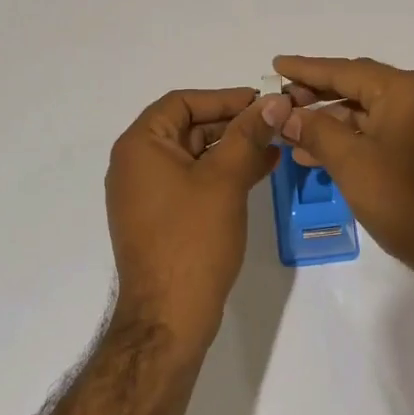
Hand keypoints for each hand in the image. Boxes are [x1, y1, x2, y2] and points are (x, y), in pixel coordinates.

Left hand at [105, 87, 290, 348]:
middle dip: (233, 124)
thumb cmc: (193, 239)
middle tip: (275, 123)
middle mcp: (137, 164)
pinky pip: (194, 182)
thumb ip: (249, 134)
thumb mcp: (225, 179)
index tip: (262, 102)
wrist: (169, 316)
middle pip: (188, 127)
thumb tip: (275, 99)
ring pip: (195, 156)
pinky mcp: (162, 218)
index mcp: (140, 146)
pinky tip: (259, 171)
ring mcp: (147, 194)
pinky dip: (223, 173)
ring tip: (276, 145)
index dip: (224, 98)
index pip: (182, 102)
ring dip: (233, 148)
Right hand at [273, 56, 413, 304]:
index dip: (306, 69)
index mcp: (403, 91)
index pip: (344, 70)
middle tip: (278, 101)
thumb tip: (285, 114)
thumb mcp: (353, 164)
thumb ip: (316, 132)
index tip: (275, 64)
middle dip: (315, 93)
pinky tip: (316, 156)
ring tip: (288, 132)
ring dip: (327, 121)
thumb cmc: (408, 201)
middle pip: (355, 86)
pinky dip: (346, 140)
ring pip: (363, 113)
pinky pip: (375, 134)